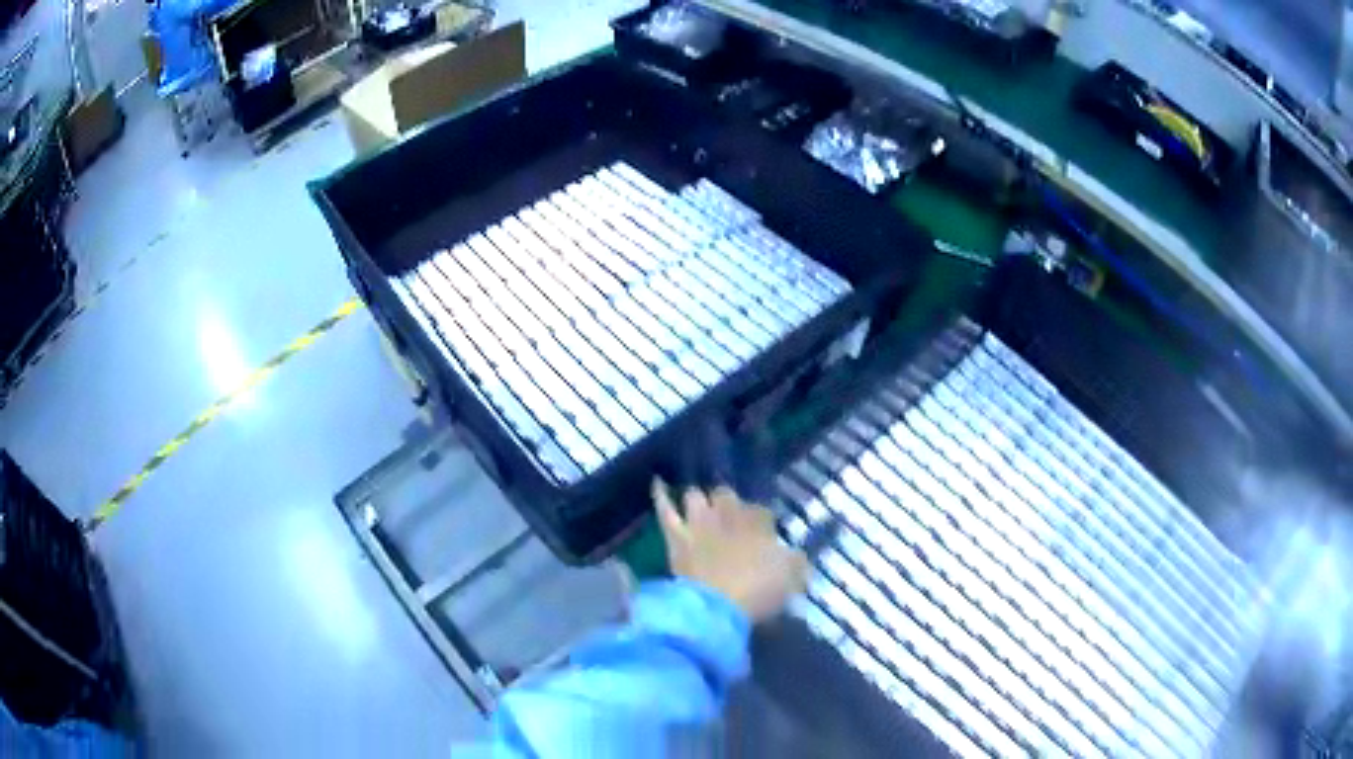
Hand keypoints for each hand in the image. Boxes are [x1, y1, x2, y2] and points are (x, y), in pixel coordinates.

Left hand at [653, 478, 810, 623]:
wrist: (718, 606)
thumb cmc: (760, 591)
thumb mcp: (793, 577)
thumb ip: (796, 562)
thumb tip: (796, 555)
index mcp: (760, 522)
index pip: (761, 511)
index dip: (760, 523)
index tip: (762, 537)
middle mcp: (729, 514)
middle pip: (727, 496)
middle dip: (728, 505)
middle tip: (730, 521)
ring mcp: (700, 522)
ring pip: (696, 497)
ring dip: (699, 501)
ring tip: (700, 506)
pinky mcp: (677, 536)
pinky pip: (665, 510)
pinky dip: (661, 495)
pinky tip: (657, 482)